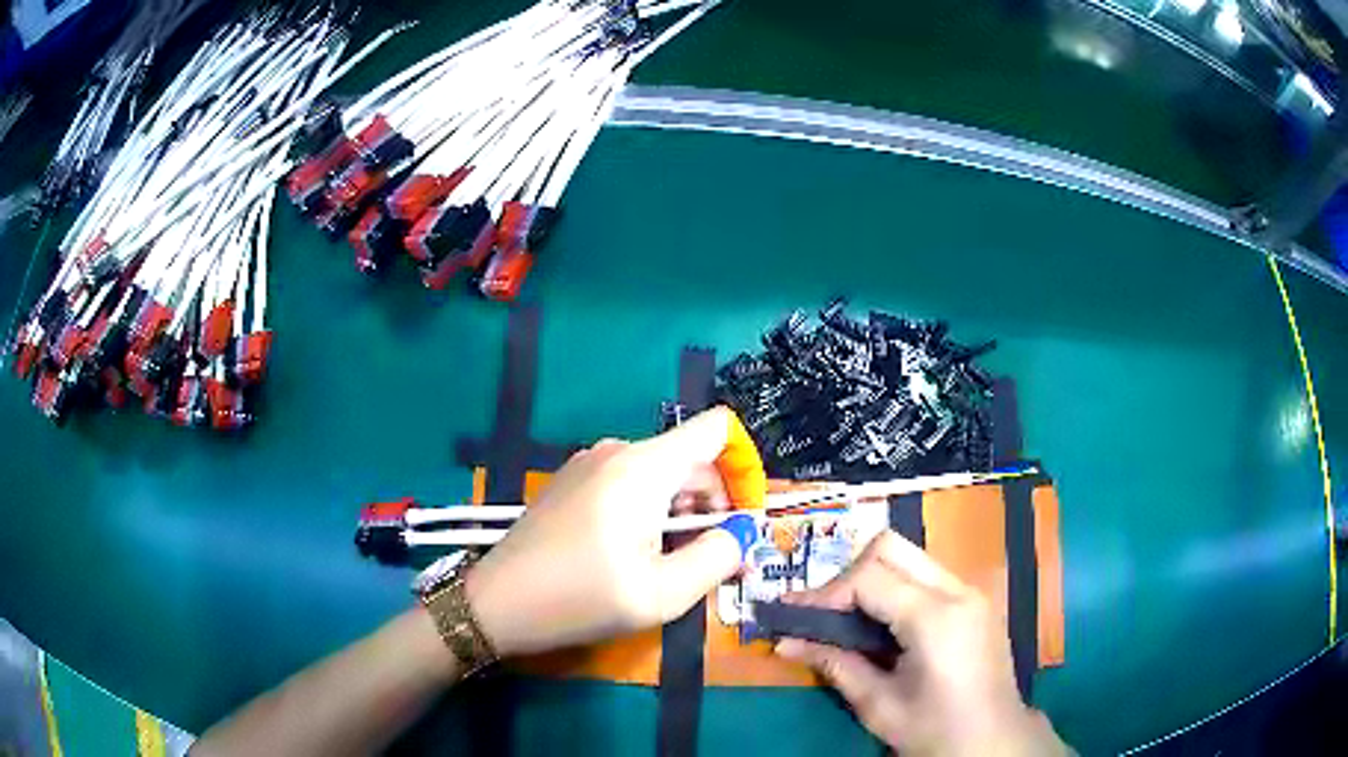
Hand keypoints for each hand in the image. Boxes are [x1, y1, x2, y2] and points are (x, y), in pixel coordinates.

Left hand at [465, 407, 751, 656]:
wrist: (497, 603)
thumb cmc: (580, 599)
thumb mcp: (662, 593)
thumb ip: (717, 557)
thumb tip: (743, 532)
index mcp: (643, 467)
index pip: (717, 429)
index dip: (744, 467)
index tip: (744, 518)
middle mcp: (618, 451)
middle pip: (691, 458)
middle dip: (714, 503)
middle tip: (714, 558)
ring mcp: (590, 464)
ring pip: (661, 474)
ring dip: (682, 512)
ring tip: (672, 563)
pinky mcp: (574, 482)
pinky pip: (631, 483)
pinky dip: (651, 511)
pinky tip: (637, 554)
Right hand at [776, 531, 1067, 756]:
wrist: (992, 741)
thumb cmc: (934, 731)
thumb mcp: (878, 705)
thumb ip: (834, 664)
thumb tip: (784, 642)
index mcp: (936, 618)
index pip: (869, 577)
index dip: (825, 594)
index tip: (794, 617)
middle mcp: (958, 591)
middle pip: (890, 547)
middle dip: (848, 574)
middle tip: (825, 615)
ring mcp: (971, 591)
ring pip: (909, 556)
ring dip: (871, 579)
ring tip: (847, 621)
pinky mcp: (974, 600)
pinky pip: (925, 575)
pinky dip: (894, 588)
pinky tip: (882, 625)